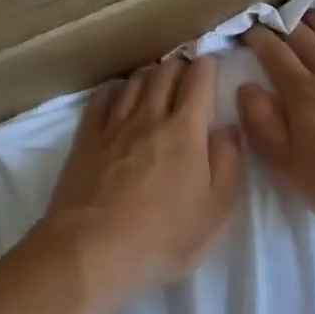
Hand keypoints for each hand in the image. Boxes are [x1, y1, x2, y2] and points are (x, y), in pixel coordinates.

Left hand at [41, 54, 243, 298]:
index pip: (199, 81)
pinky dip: (116, 88)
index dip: (208, 65)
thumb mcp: (216, 212)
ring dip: (150, 74)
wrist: (91, 251)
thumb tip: (228, 129)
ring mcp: (114, 126)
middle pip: (165, 74)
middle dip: (180, 65)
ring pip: (134, 82)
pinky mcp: (86, 140)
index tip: (213, 62)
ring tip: (157, 79)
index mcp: (186, 131)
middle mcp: (149, 118)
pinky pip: (101, 99)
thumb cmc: (163, 237)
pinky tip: (119, 92)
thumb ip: (228, 165)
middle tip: (188, 71)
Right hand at [238, 10, 314, 231]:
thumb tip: (247, 88)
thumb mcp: (287, 166)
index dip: (259, 39)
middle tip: (275, 19)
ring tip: (310, 13)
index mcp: (303, 95)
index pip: (275, 56)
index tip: (249, 30)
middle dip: (285, 26)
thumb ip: (262, 125)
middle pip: (306, 41)